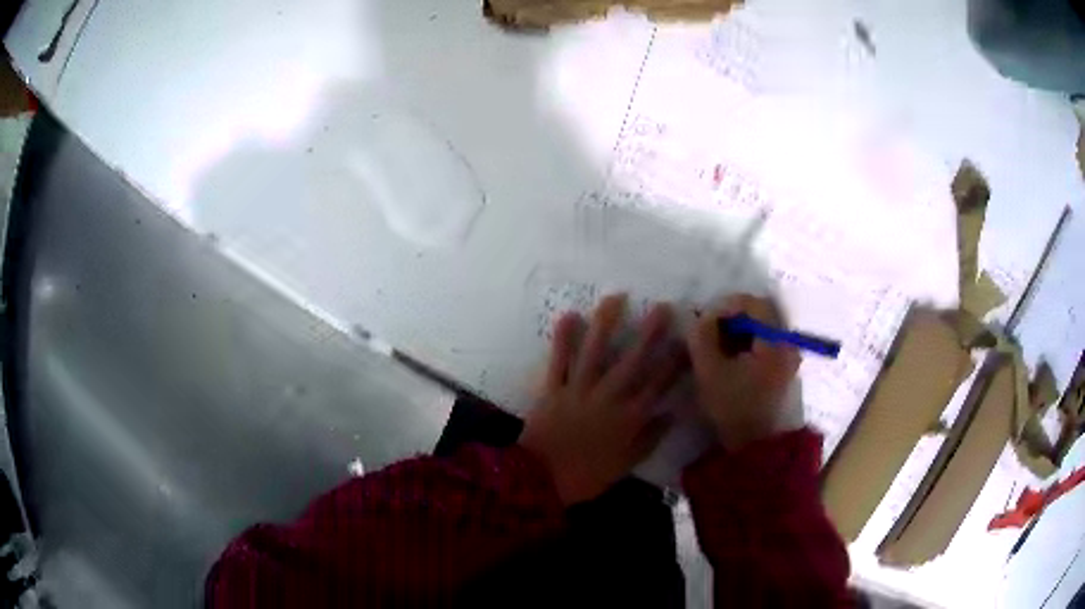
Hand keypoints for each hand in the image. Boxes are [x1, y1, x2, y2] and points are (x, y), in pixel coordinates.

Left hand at [519, 294, 683, 504]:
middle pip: (632, 362)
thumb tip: (671, 414)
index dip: (674, 362)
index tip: (687, 341)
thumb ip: (650, 438)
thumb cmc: (587, 476)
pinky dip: (562, 339)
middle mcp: (608, 398)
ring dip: (606, 324)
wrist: (542, 482)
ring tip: (615, 298)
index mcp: (629, 418)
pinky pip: (558, 361)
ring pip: (595, 353)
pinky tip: (569, 315)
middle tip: (661, 307)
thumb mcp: (626, 464)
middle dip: (648, 333)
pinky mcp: (552, 390)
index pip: (658, 385)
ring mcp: (578, 391)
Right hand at [686, 294, 800, 449]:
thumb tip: (702, 316)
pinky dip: (747, 341)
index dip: (726, 304)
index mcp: (775, 341)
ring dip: (739, 328)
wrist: (756, 446)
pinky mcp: (784, 367)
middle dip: (732, 316)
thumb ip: (702, 337)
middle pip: (761, 312)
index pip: (754, 303)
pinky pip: (766, 341)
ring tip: (716, 343)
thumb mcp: (710, 371)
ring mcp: (789, 356)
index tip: (705, 318)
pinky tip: (730, 356)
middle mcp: (788, 343)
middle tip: (709, 328)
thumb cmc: (734, 407)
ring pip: (763, 326)